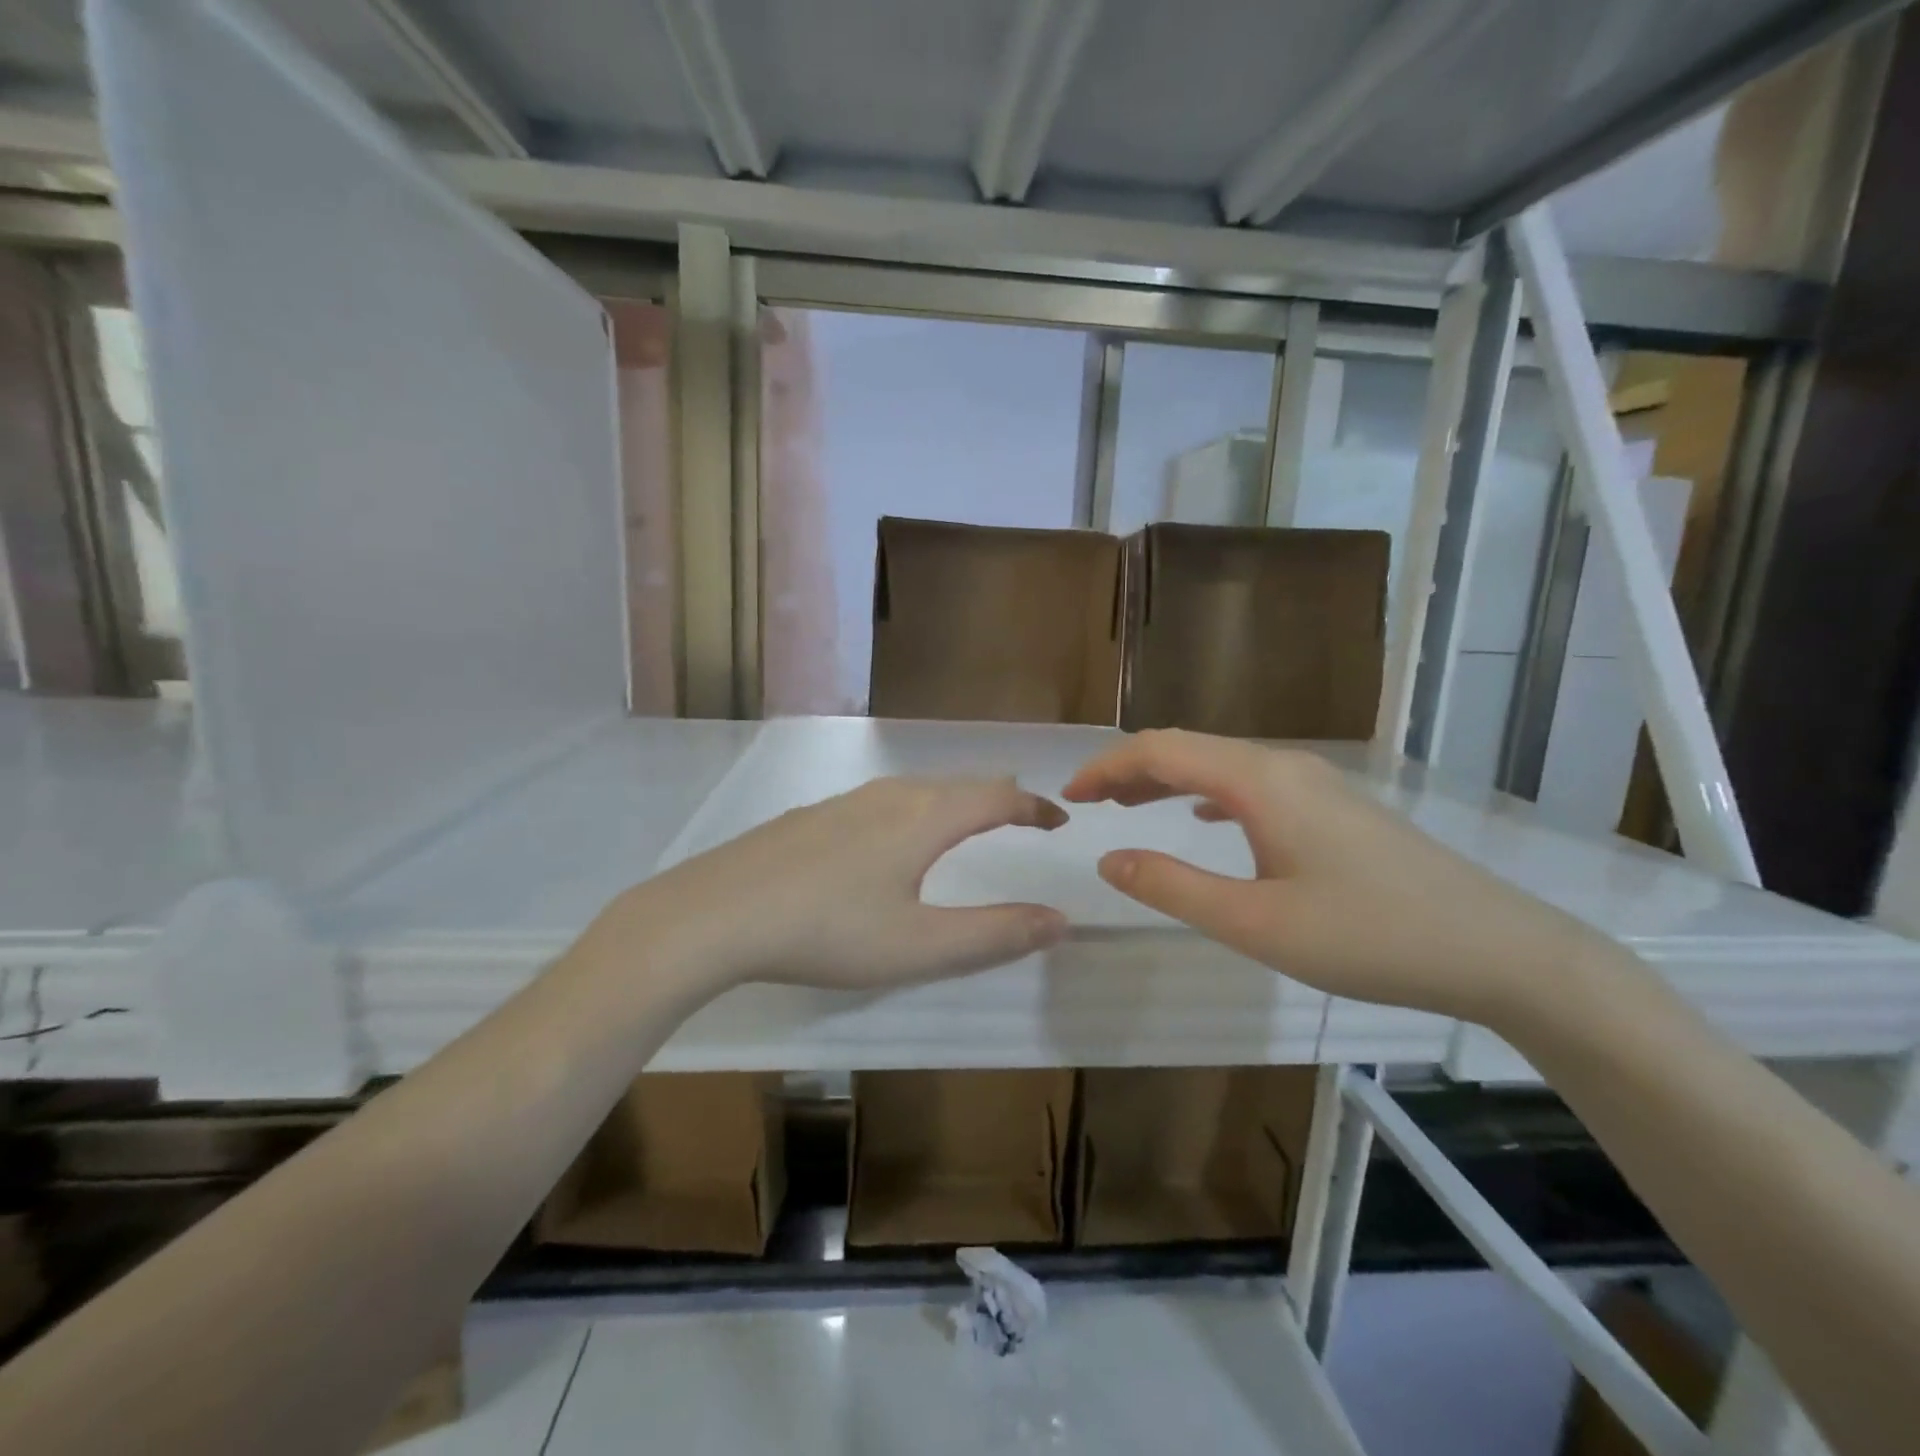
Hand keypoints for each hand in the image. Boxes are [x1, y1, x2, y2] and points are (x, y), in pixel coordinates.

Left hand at [608, 776, 1069, 992]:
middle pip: (960, 785)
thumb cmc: (827, 932)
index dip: (1035, 807)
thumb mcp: (919, 946)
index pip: (998, 798)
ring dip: (956, 802)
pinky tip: (892, 839)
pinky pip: (884, 801)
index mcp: (925, 818)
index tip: (1060, 820)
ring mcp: (846, 801)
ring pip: (919, 790)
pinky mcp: (813, 816)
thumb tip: (1060, 920)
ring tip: (967, 823)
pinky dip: (916, 811)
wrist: (715, 913)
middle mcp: (891, 795)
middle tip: (1022, 818)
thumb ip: (994, 935)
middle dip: (999, 799)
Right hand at [1062, 730, 1616, 1024]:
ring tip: (1129, 807)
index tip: (1070, 796)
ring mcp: (1315, 783)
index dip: (1108, 766)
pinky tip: (1202, 818)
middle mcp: (1284, 766)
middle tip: (1089, 803)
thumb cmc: (1369, 936)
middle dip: (1130, 769)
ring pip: (1220, 765)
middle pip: (1188, 748)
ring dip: (1167, 779)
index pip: (1161, 750)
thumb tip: (1110, 861)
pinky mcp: (1334, 806)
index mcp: (1258, 782)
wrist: (1498, 950)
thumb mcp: (1255, 923)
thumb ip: (1173, 887)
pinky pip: (1250, 783)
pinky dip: (1206, 793)